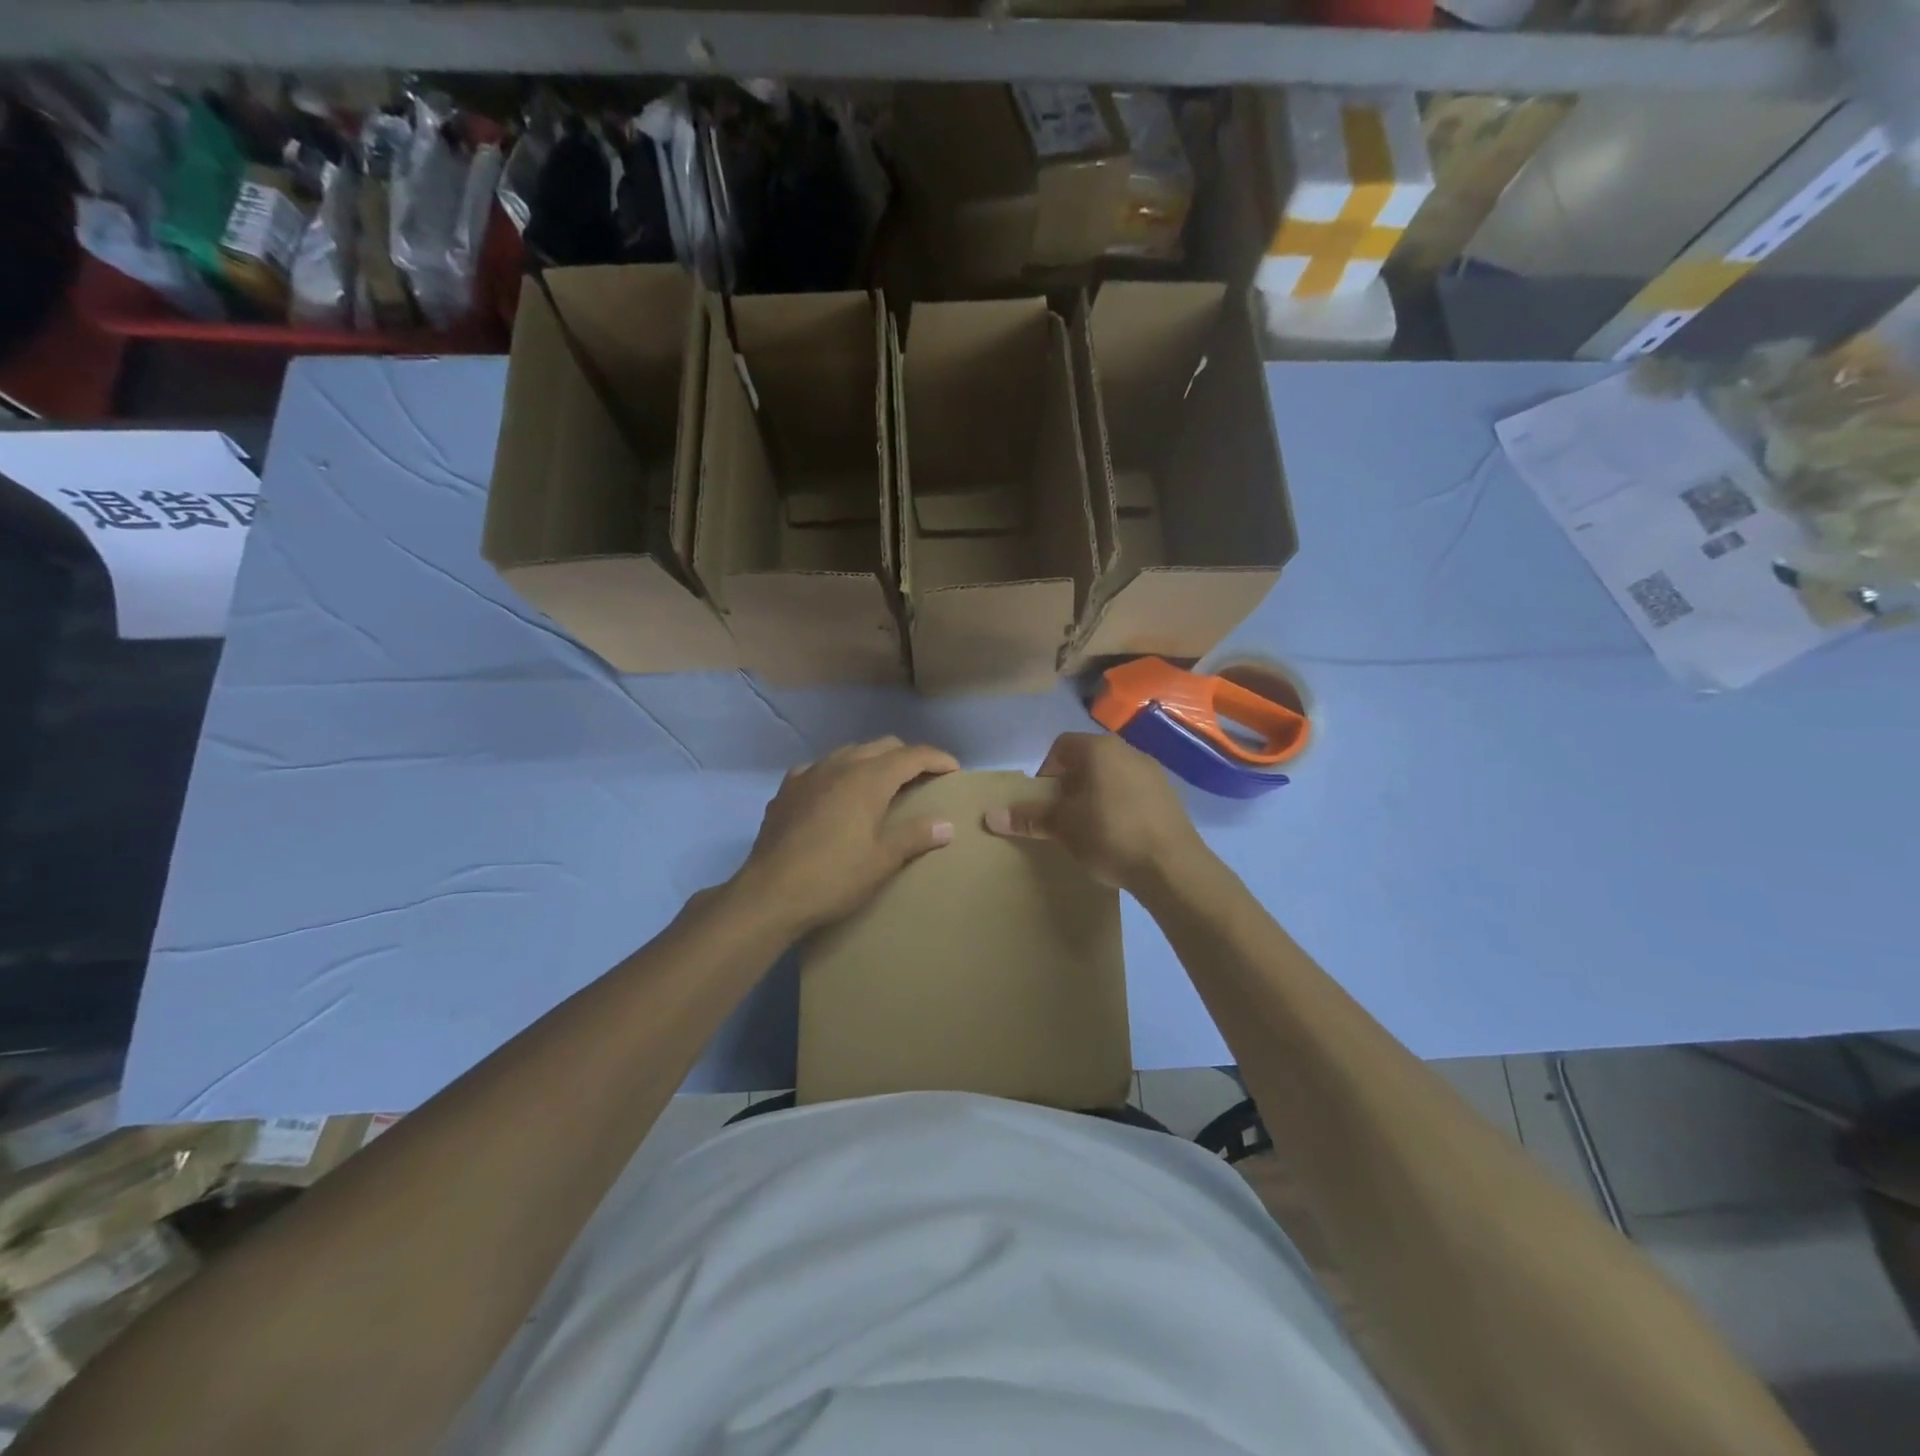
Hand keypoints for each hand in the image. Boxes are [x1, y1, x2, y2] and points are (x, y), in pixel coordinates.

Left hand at [738, 737, 959, 932]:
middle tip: (924, 778)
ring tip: (883, 784)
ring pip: (850, 752)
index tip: (954, 770)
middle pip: (883, 746)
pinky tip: (836, 794)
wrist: (770, 894)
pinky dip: (838, 773)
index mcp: (868, 778)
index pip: (912, 755)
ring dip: (872, 761)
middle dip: (908, 757)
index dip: (937, 759)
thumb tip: (946, 825)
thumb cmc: (834, 877)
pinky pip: (820, 768)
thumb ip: (915, 836)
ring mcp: (809, 774)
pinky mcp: (787, 789)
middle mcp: (840, 765)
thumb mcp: (882, 860)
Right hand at [984, 732, 1203, 892]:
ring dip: (1095, 795)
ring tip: (1089, 828)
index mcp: (1100, 749)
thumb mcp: (1062, 827)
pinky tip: (1118, 835)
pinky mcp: (1169, 796)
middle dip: (1070, 785)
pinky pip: (1133, 792)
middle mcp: (1128, 751)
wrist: (1172, 866)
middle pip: (1088, 760)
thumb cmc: (1109, 835)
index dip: (1046, 771)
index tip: (1044, 801)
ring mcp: (1153, 772)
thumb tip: (991, 816)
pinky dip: (1120, 805)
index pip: (1061, 745)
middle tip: (1062, 816)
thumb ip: (1029, 818)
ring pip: (1112, 776)